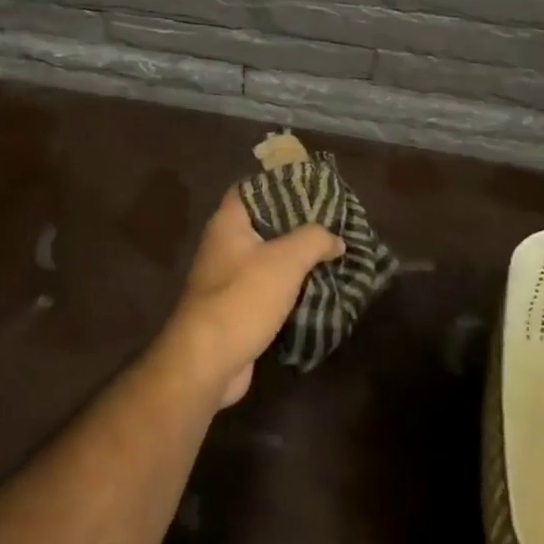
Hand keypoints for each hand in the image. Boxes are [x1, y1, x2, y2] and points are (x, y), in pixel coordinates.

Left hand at [162, 189, 342, 408]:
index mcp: (228, 223)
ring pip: (269, 259)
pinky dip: (291, 289)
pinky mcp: (237, 308)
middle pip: (264, 224)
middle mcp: (224, 245)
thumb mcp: (285, 261)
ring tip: (335, 256)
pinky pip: (269, 289)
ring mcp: (228, 278)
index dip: (279, 184)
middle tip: (334, 226)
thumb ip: (313, 240)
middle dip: (298, 226)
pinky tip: (320, 290)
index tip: (313, 189)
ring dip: (298, 261)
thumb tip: (335, 238)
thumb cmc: (242, 297)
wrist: (208, 359)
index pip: (250, 189)